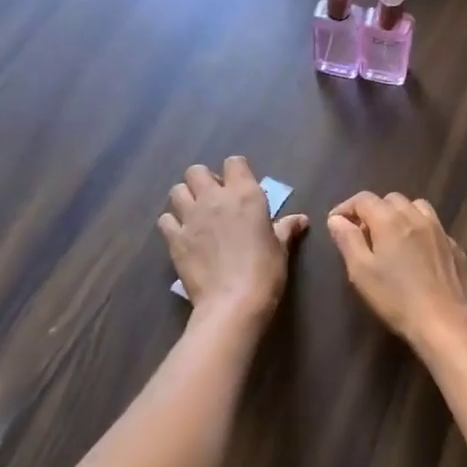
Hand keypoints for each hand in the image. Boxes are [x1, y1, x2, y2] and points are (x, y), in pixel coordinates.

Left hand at [159, 157, 307, 331]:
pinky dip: (172, 223)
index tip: (240, 186)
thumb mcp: (281, 248)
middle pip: (196, 171)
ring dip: (185, 198)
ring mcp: (191, 218)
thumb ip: (286, 228)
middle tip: (214, 199)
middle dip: (203, 180)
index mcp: (245, 194)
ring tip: (195, 214)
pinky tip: (182, 235)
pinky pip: (165, 220)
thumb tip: (301, 220)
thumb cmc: (265, 271)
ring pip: (177, 190)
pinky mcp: (175, 239)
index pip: (234, 162)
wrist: (233, 303)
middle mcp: (214, 198)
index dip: (236, 171)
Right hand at [325, 192, 466, 351]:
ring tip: (391, 237)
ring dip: (400, 215)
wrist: (445, 322)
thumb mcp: (361, 272)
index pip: (364, 199)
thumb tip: (337, 219)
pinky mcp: (455, 248)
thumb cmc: (396, 299)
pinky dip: (420, 231)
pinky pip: (434, 228)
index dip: (346, 207)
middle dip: (373, 210)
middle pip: (391, 199)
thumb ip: (347, 240)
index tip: (336, 223)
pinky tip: (418, 254)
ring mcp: (440, 231)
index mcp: (390, 220)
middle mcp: (417, 217)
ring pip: (417, 208)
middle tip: (363, 233)